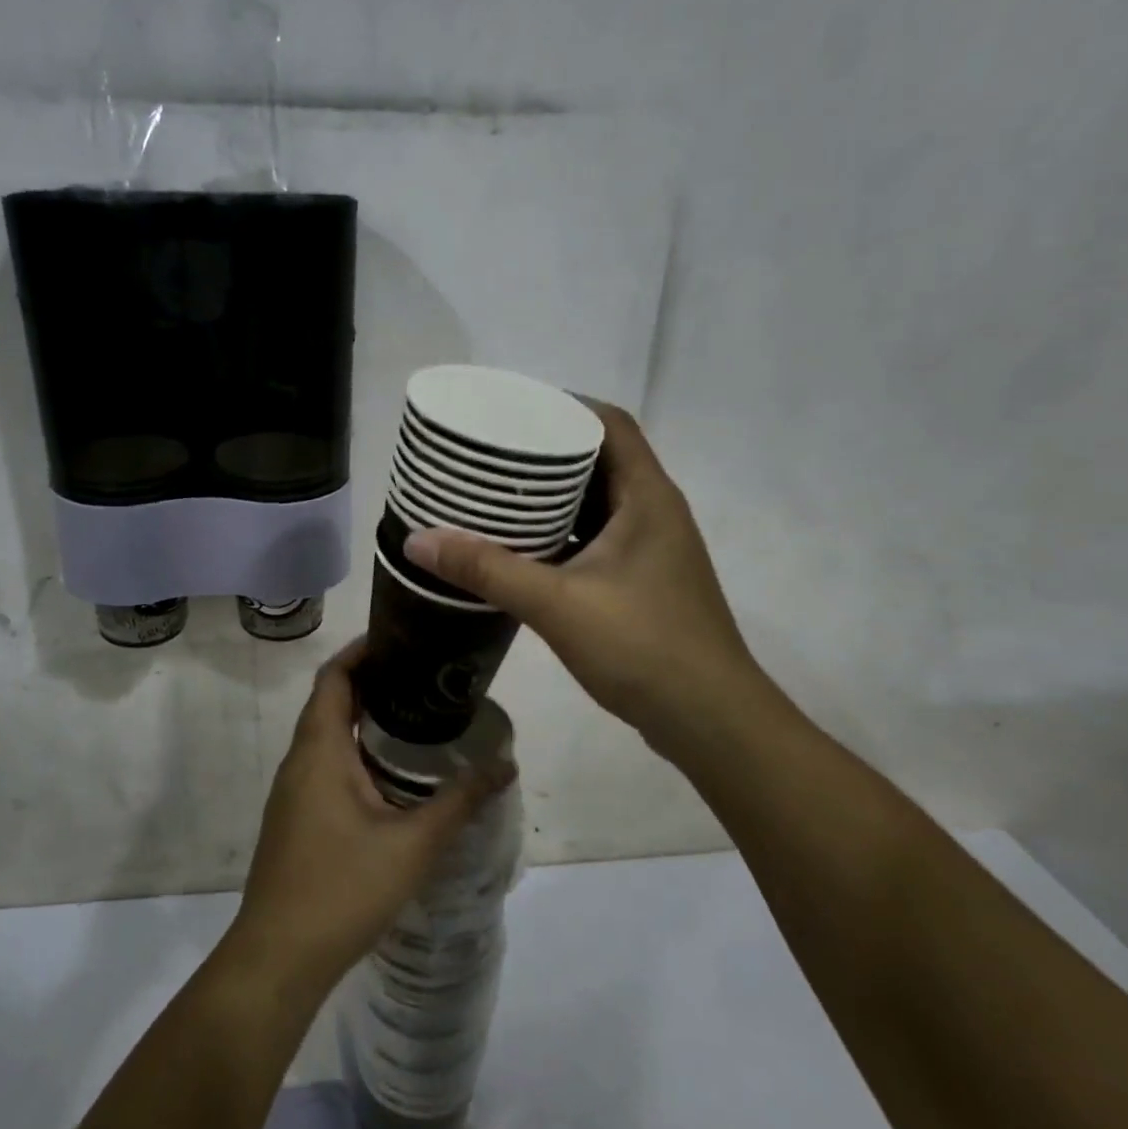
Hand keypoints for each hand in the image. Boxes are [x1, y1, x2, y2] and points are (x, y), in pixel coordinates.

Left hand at [222, 641, 513, 1003]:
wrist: (278, 958)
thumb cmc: (342, 889)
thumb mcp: (413, 844)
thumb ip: (461, 801)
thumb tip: (506, 763)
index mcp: (319, 750)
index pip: (333, 677)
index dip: (361, 651)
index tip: (400, 637)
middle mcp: (299, 761)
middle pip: (330, 701)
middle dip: (371, 681)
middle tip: (422, 674)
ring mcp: (292, 792)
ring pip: (325, 736)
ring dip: (362, 718)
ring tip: (415, 715)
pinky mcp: (294, 818)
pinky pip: (324, 764)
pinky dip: (354, 750)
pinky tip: (390, 773)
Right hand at [404, 400, 766, 741]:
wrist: (710, 721)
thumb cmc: (643, 647)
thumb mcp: (556, 603)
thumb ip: (487, 569)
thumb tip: (417, 541)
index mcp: (647, 497)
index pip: (610, 423)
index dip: (563, 407)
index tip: (510, 410)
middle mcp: (654, 512)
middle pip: (600, 459)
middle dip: (546, 452)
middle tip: (489, 454)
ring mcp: (652, 549)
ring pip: (597, 502)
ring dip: (552, 496)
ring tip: (496, 494)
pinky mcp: (644, 582)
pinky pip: (597, 538)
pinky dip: (561, 533)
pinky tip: (522, 547)